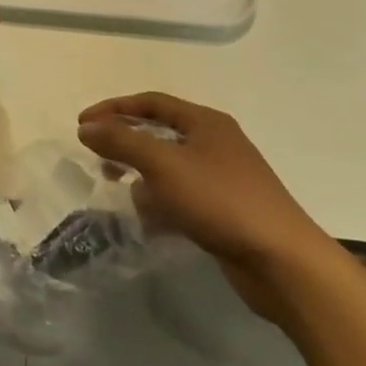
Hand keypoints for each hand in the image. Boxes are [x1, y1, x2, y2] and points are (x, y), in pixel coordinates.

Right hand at [77, 93, 336, 320]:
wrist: (283, 263)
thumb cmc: (221, 201)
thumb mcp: (163, 165)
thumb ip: (121, 141)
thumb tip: (86, 127)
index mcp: (205, 122)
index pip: (151, 102)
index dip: (114, 109)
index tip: (82, 125)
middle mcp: (215, 143)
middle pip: (159, 134)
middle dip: (126, 146)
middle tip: (99, 161)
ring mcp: (222, 179)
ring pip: (169, 169)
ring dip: (143, 179)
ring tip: (123, 195)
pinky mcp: (225, 212)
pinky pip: (182, 198)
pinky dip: (162, 205)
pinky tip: (150, 224)